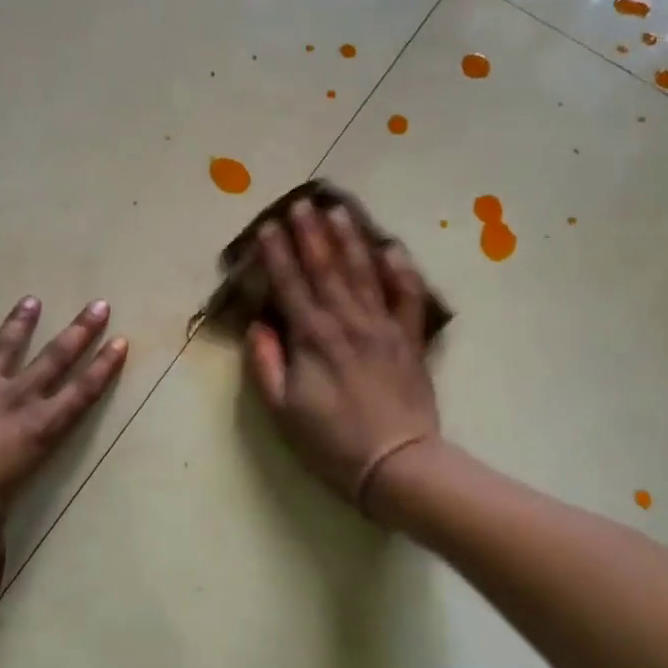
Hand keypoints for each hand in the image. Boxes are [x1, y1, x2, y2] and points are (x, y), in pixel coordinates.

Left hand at [0, 296, 127, 605]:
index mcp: (37, 433)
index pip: (80, 395)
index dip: (102, 369)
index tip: (121, 342)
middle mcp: (14, 401)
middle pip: (55, 358)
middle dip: (80, 331)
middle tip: (99, 304)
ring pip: (6, 347)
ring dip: (20, 324)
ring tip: (31, 301)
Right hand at [246, 201, 439, 514]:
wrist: (398, 464)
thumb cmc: (332, 442)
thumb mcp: (283, 412)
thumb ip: (265, 365)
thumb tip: (257, 326)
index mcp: (312, 338)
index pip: (289, 285)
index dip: (277, 254)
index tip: (268, 226)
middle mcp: (347, 321)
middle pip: (326, 268)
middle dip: (310, 234)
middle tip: (301, 203)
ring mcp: (382, 327)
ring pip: (363, 272)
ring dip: (349, 239)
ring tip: (338, 211)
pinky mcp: (410, 339)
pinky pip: (407, 296)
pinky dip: (401, 270)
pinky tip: (392, 248)